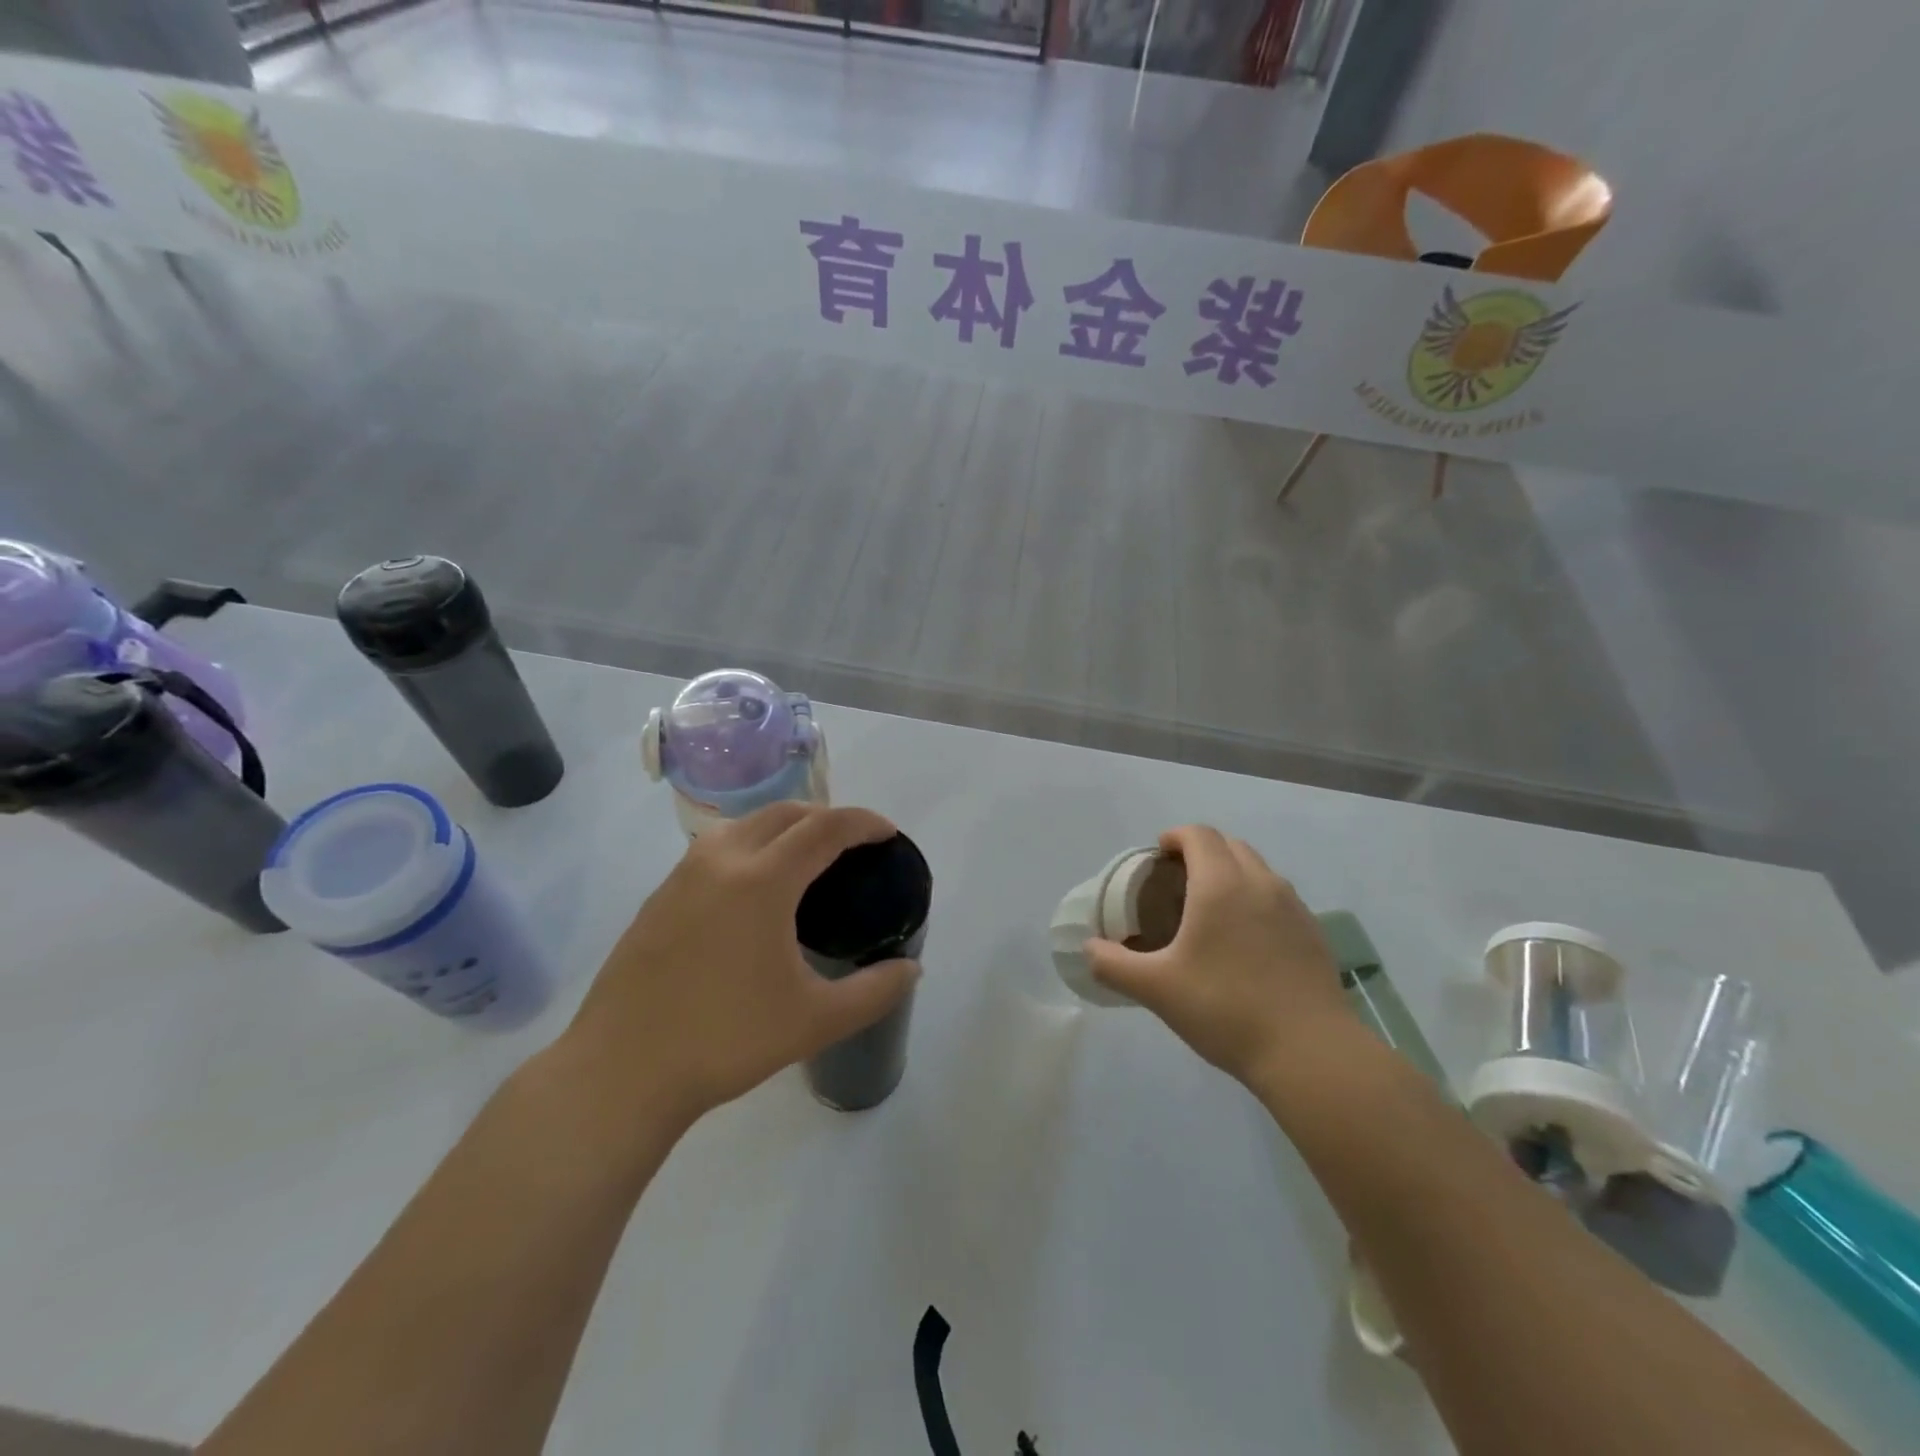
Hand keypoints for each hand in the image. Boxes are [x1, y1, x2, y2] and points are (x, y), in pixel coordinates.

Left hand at [558, 803, 919, 1130]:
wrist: (621, 1072)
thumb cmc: (725, 1040)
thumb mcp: (815, 1021)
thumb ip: (874, 991)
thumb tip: (913, 970)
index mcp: (763, 880)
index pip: (825, 828)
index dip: (863, 822)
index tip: (887, 832)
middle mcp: (721, 861)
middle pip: (783, 813)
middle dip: (825, 817)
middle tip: (852, 845)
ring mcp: (682, 876)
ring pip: (743, 825)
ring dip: (783, 827)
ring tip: (804, 860)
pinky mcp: (659, 897)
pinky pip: (715, 849)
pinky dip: (749, 848)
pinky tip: (752, 892)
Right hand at [1086, 825, 1355, 1090]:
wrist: (1310, 1052)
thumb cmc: (1225, 1009)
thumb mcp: (1156, 989)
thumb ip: (1113, 965)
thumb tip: (1090, 950)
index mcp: (1220, 884)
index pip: (1198, 835)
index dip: (1174, 837)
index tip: (1157, 857)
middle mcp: (1260, 883)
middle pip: (1229, 845)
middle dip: (1202, 851)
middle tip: (1177, 883)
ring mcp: (1293, 907)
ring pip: (1258, 869)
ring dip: (1231, 873)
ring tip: (1210, 909)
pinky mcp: (1313, 933)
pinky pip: (1278, 898)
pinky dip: (1256, 899)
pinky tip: (1245, 941)